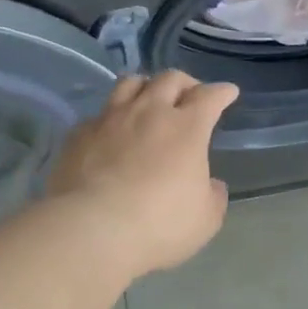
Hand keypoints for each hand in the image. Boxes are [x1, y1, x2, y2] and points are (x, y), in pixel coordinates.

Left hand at [47, 71, 239, 278]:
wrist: (93, 229)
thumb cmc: (159, 225)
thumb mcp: (205, 219)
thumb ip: (212, 196)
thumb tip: (211, 184)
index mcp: (186, 128)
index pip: (209, 97)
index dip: (221, 92)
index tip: (228, 93)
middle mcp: (149, 112)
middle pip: (169, 79)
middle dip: (185, 83)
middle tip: (190, 94)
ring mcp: (110, 119)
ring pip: (129, 84)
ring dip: (146, 87)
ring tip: (148, 99)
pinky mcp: (79, 134)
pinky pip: (99, 114)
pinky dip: (111, 118)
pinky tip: (111, 133)